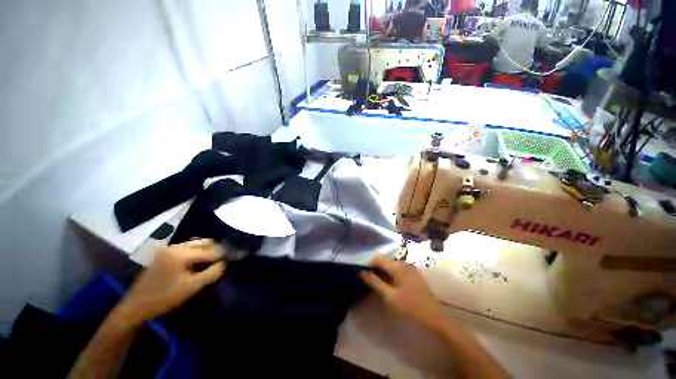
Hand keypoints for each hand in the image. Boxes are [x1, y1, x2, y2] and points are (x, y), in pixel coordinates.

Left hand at [117, 239, 226, 325]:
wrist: (135, 306)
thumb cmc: (164, 298)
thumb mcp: (191, 288)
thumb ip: (211, 273)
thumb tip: (224, 263)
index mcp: (181, 253)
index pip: (210, 251)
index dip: (223, 255)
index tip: (232, 259)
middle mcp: (175, 246)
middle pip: (203, 242)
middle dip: (216, 249)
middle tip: (223, 260)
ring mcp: (168, 249)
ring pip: (195, 243)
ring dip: (206, 250)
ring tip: (212, 261)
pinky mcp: (163, 253)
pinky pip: (186, 247)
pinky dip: (196, 252)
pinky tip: (197, 262)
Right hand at [361, 255, 448, 333]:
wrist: (435, 318)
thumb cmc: (411, 307)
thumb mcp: (390, 296)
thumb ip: (375, 282)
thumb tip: (362, 272)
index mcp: (398, 266)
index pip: (378, 258)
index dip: (369, 264)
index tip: (362, 273)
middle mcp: (404, 263)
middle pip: (385, 259)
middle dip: (376, 267)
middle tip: (368, 279)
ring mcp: (410, 267)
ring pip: (391, 264)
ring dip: (383, 270)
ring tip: (377, 281)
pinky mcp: (414, 273)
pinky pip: (398, 268)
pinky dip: (391, 273)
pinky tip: (389, 283)